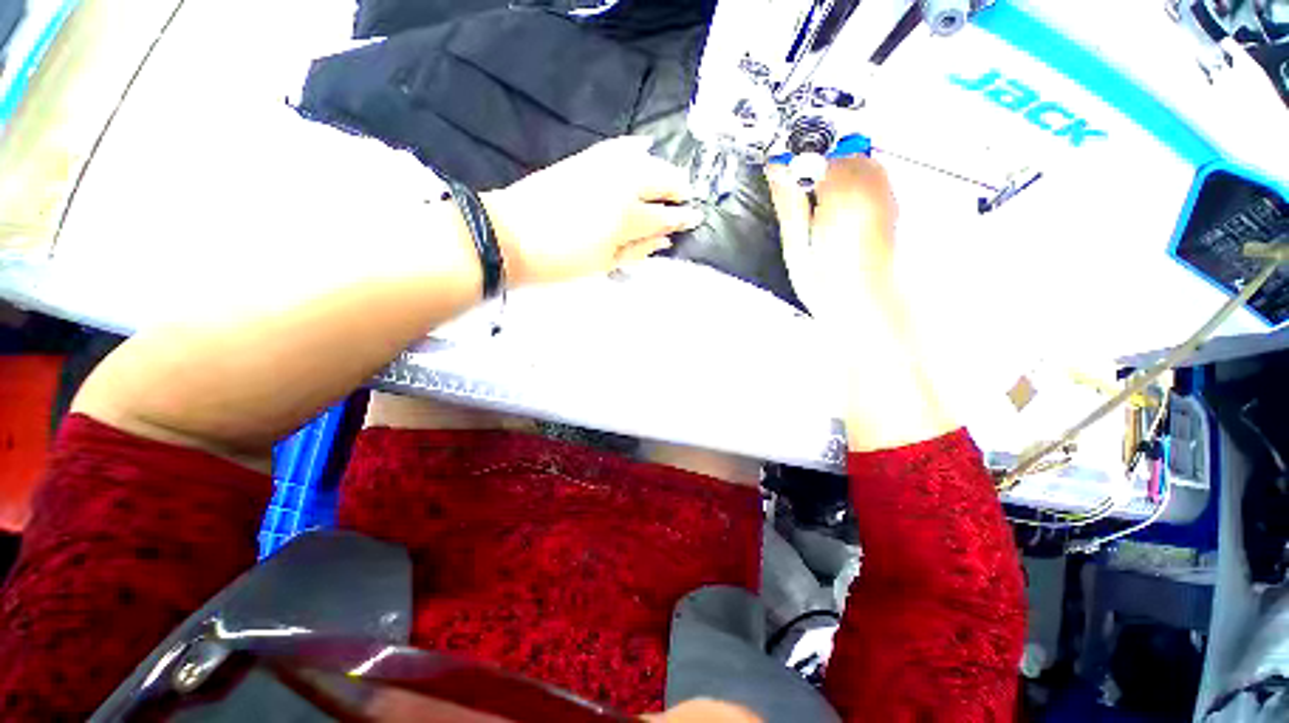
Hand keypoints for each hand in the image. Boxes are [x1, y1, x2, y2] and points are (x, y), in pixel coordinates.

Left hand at [482, 137, 704, 286]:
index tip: (696, 217)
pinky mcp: (584, 158)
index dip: (682, 217)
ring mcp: (602, 166)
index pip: (664, 215)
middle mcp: (621, 184)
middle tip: (686, 197)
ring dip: (661, 168)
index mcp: (627, 217)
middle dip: (678, 187)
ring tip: (668, 180)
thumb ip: (637, 250)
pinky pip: (617, 147)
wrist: (509, 235)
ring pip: (644, 159)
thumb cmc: (561, 260)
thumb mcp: (604, 264)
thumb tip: (664, 240)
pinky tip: (642, 148)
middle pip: (660, 178)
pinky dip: (634, 148)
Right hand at [767, 156, 955, 449]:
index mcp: (843, 189)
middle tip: (797, 194)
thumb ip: (789, 200)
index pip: (815, 152)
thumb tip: (777, 167)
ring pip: (857, 163)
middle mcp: (872, 182)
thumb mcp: (796, 245)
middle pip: (839, 151)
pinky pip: (870, 181)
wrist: (869, 313)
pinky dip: (850, 188)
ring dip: (833, 175)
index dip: (793, 160)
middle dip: (815, 165)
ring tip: (818, 210)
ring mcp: (888, 193)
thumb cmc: (828, 286)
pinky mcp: (894, 206)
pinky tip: (839, 217)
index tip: (778, 171)